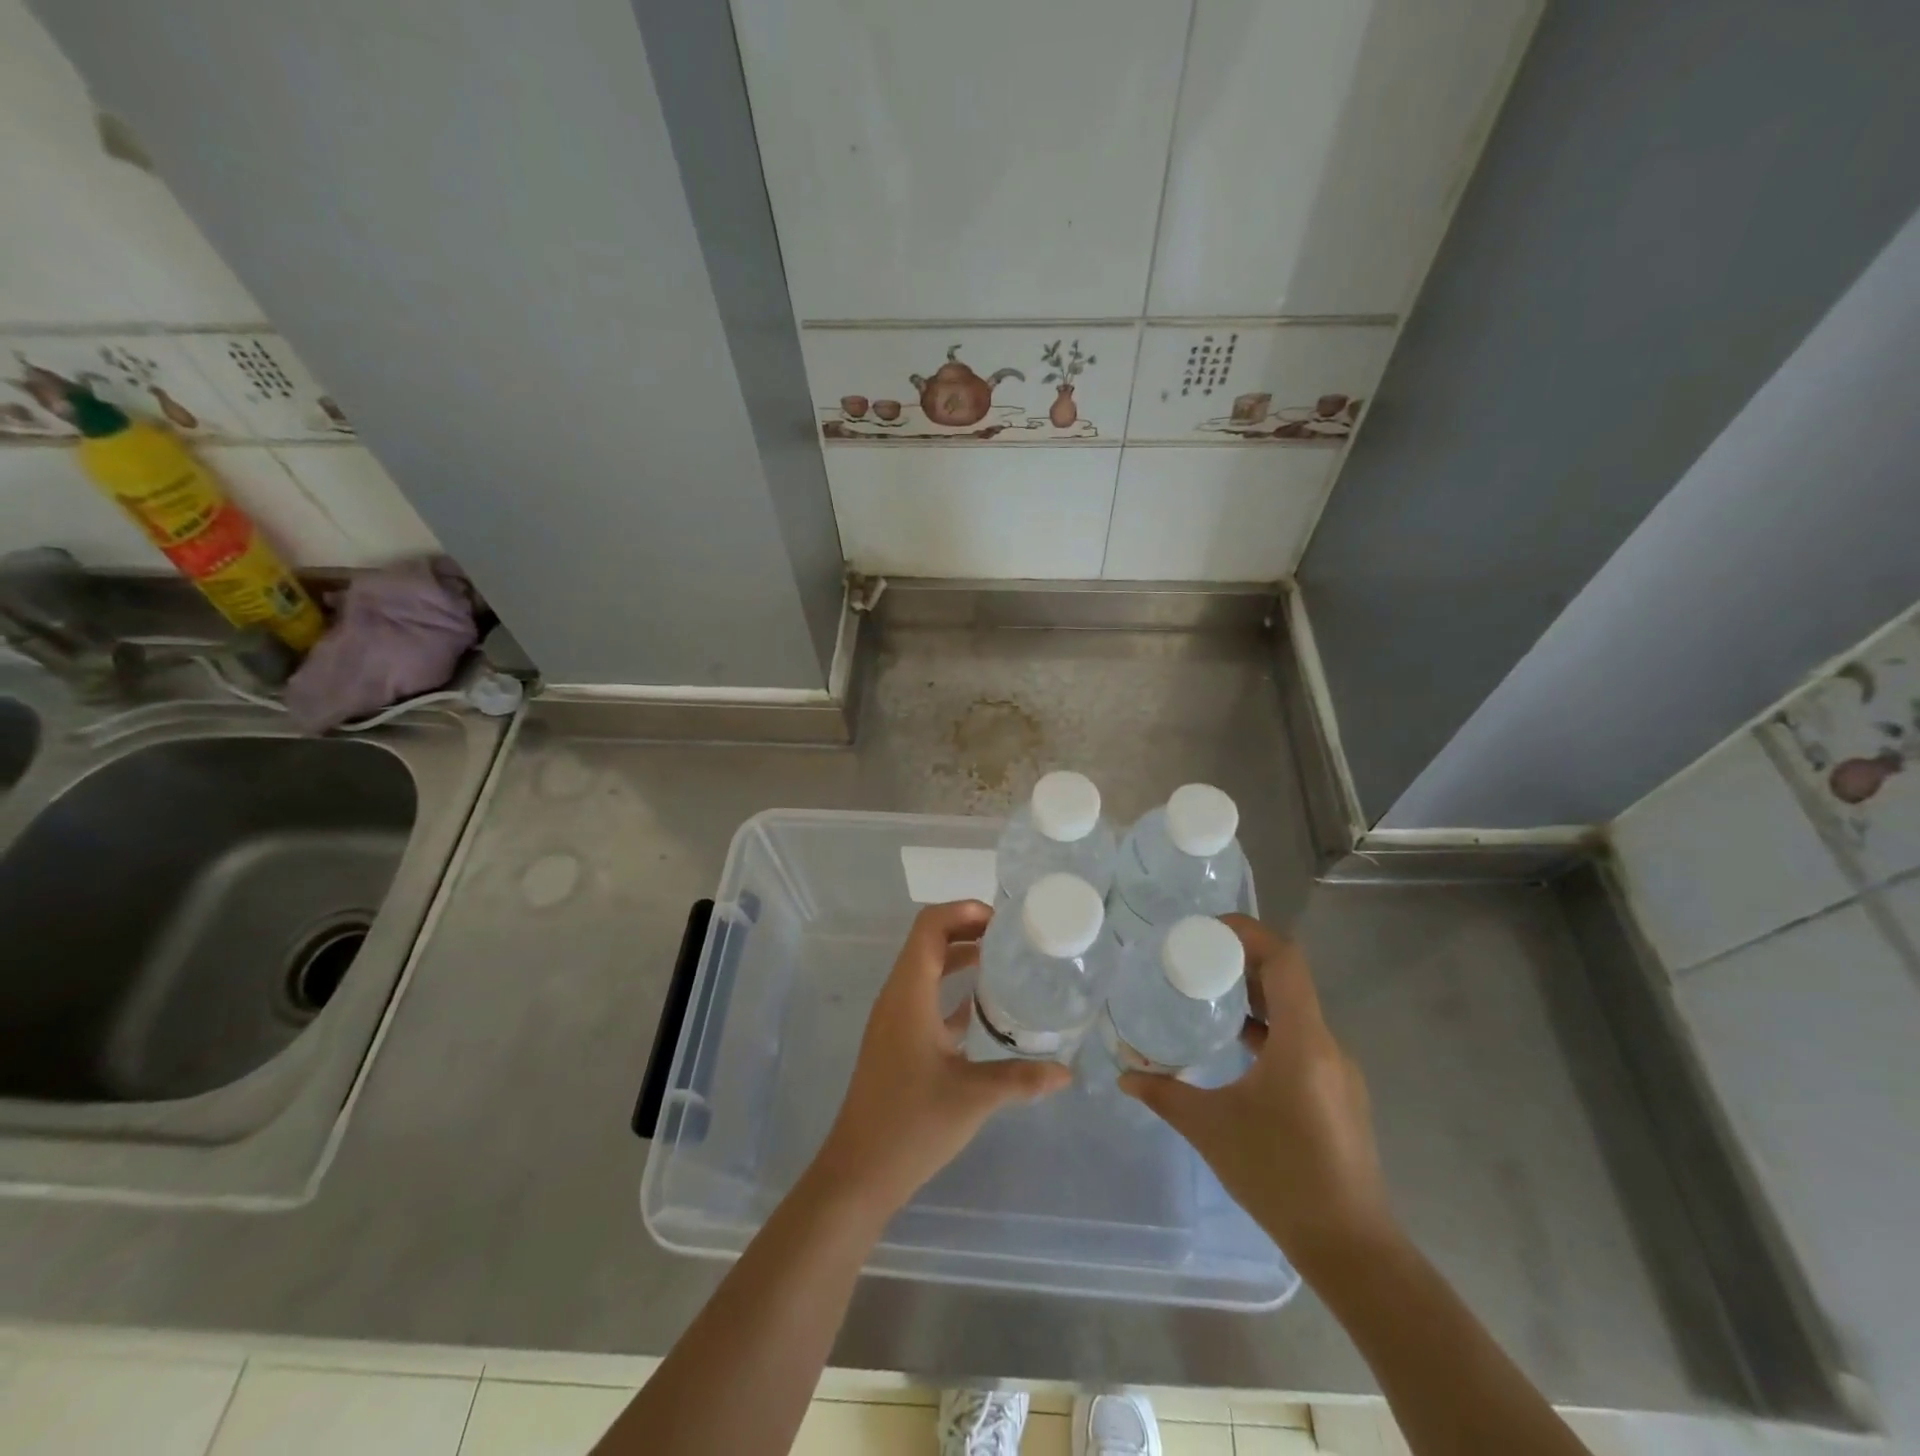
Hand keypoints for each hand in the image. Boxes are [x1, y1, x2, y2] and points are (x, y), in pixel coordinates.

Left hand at [810, 901, 1071, 1216]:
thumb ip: (1021, 1078)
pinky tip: (984, 1008)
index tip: (1002, 920)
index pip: (929, 927)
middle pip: (928, 942)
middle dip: (967, 930)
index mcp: (908, 994)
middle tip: (1012, 938)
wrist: (859, 1172)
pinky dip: (952, 990)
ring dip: (959, 958)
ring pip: (926, 969)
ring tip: (1004, 962)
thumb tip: (1067, 1072)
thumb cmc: (911, 1125)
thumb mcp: (973, 1097)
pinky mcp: (897, 1041)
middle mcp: (897, 997)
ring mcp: (894, 1019)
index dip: (963, 911)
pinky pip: (925, 997)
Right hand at [1120, 915, 1399, 1273]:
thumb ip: (1163, 1094)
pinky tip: (1236, 1047)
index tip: (1207, 930)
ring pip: (1295, 1011)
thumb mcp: (1210, 1128)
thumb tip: (1124, 1075)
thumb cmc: (1279, 1176)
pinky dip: (1268, 1028)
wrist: (1351, 1248)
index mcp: (1302, 1040)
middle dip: (1242, 961)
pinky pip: (1301, 1040)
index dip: (1249, 934)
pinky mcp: (1337, 1094)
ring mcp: (1337, 1071)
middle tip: (1195, 958)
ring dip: (1255, 997)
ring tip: (1208, 995)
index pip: (1285, 960)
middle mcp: (1327, 1045)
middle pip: (1289, 980)